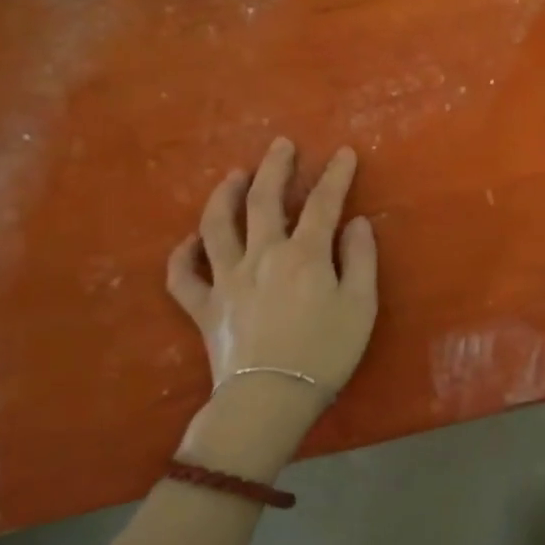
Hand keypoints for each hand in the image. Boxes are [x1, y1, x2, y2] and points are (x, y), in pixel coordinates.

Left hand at [166, 138, 378, 418]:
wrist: (270, 400)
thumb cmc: (325, 353)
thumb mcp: (361, 306)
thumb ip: (360, 259)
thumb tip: (356, 222)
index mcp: (304, 254)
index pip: (322, 203)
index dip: (335, 175)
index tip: (343, 153)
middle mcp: (261, 255)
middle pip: (264, 200)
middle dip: (275, 168)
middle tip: (281, 145)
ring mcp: (227, 279)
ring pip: (217, 226)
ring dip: (225, 196)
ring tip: (234, 176)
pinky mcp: (205, 306)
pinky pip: (184, 276)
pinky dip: (183, 255)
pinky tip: (191, 242)